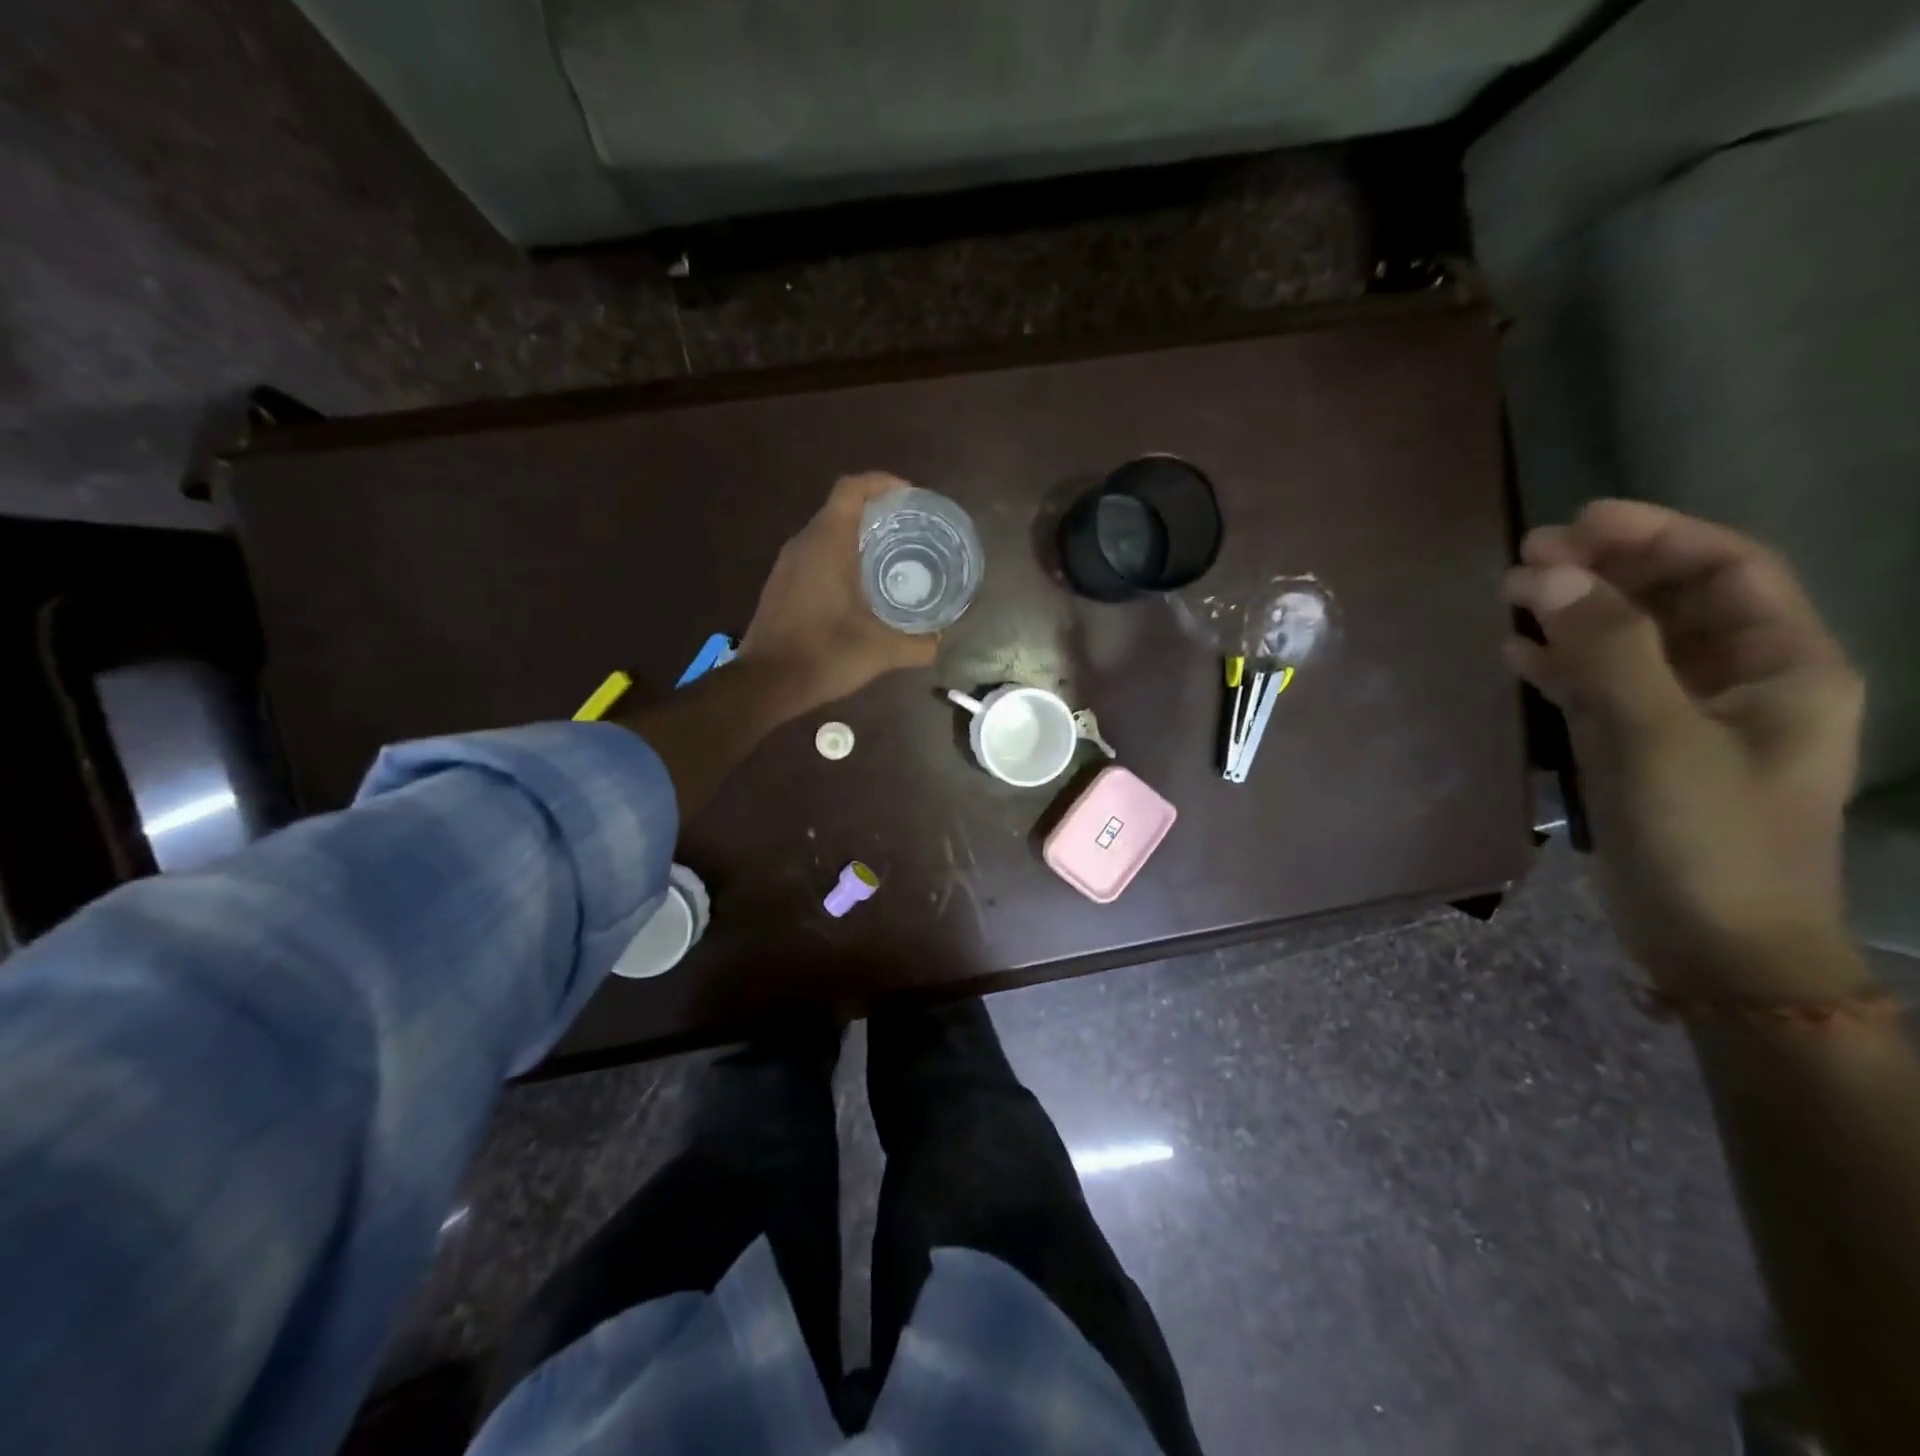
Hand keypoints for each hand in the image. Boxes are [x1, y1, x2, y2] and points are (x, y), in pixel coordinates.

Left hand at [736, 472, 938, 714]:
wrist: (766, 683)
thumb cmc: (824, 655)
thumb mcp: (881, 651)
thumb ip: (919, 644)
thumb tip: (941, 640)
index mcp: (827, 544)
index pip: (851, 490)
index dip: (881, 483)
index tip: (909, 495)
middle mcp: (804, 544)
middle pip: (840, 508)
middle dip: (875, 511)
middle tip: (910, 529)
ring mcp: (787, 564)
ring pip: (826, 533)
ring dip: (856, 536)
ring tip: (891, 556)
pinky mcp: (781, 584)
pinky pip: (814, 554)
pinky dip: (839, 557)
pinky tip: (860, 587)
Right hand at [1503, 500, 1864, 993]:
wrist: (1714, 945)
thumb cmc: (1712, 838)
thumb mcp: (1660, 737)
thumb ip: (1607, 652)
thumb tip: (1548, 575)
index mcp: (1783, 667)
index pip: (1727, 571)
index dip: (1658, 535)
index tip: (1580, 519)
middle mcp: (1740, 682)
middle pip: (1673, 601)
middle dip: (1605, 571)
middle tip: (1528, 554)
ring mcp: (1683, 718)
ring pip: (1628, 642)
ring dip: (1574, 614)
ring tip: (1510, 593)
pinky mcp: (1639, 749)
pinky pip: (1598, 687)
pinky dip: (1558, 664)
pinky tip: (1515, 651)